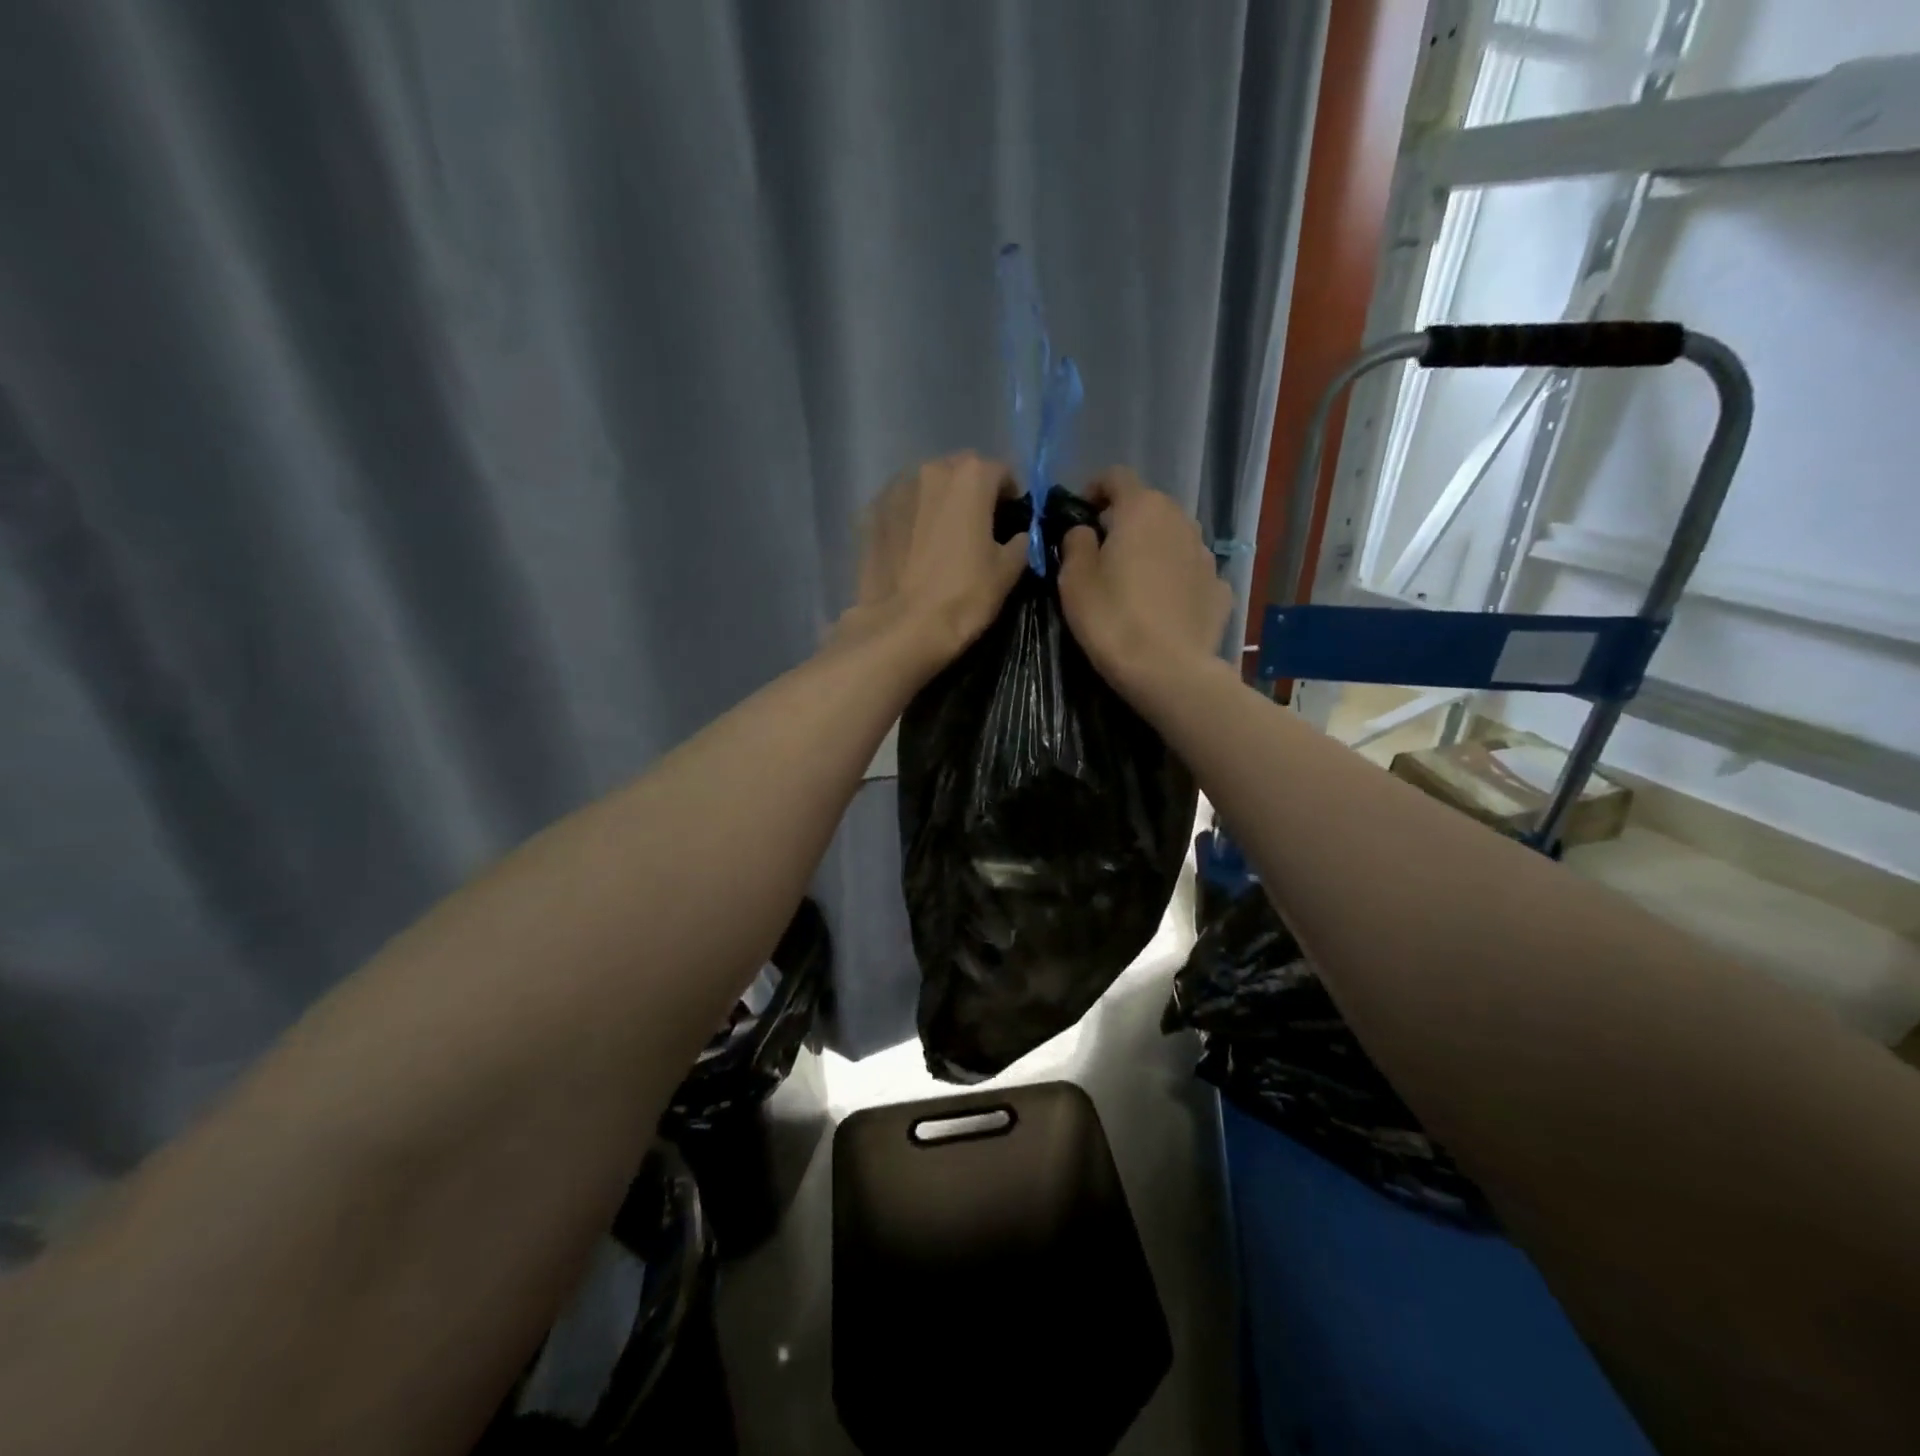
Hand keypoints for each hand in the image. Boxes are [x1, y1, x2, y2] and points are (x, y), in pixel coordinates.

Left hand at [835, 451, 1029, 670]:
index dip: (1010, 496)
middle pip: (960, 473)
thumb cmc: (962, 597)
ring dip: (938, 503)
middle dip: (971, 493)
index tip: (1009, 522)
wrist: (901, 628)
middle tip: (976, 529)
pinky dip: (910, 519)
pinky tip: (912, 549)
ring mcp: (894, 490)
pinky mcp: (870, 514)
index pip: (1000, 472)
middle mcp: (930, 470)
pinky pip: (900, 508)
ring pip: (926, 487)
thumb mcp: (1007, 572)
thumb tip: (1019, 536)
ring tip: (941, 539)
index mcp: (970, 477)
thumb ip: (1021, 542)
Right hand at [1057, 466, 1231, 688]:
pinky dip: (1175, 580)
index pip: (1116, 477)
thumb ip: (1075, 543)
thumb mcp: (1074, 580)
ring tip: (1134, 583)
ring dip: (1152, 550)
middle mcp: (1181, 521)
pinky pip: (1190, 573)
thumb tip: (1085, 531)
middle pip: (1148, 507)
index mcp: (1142, 509)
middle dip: (1125, 522)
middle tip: (1103, 553)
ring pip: (1172, 539)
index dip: (1094, 489)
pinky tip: (1163, 608)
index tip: (1080, 514)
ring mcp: (1206, 555)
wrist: (1169, 671)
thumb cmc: (1112, 619)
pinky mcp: (1220, 588)